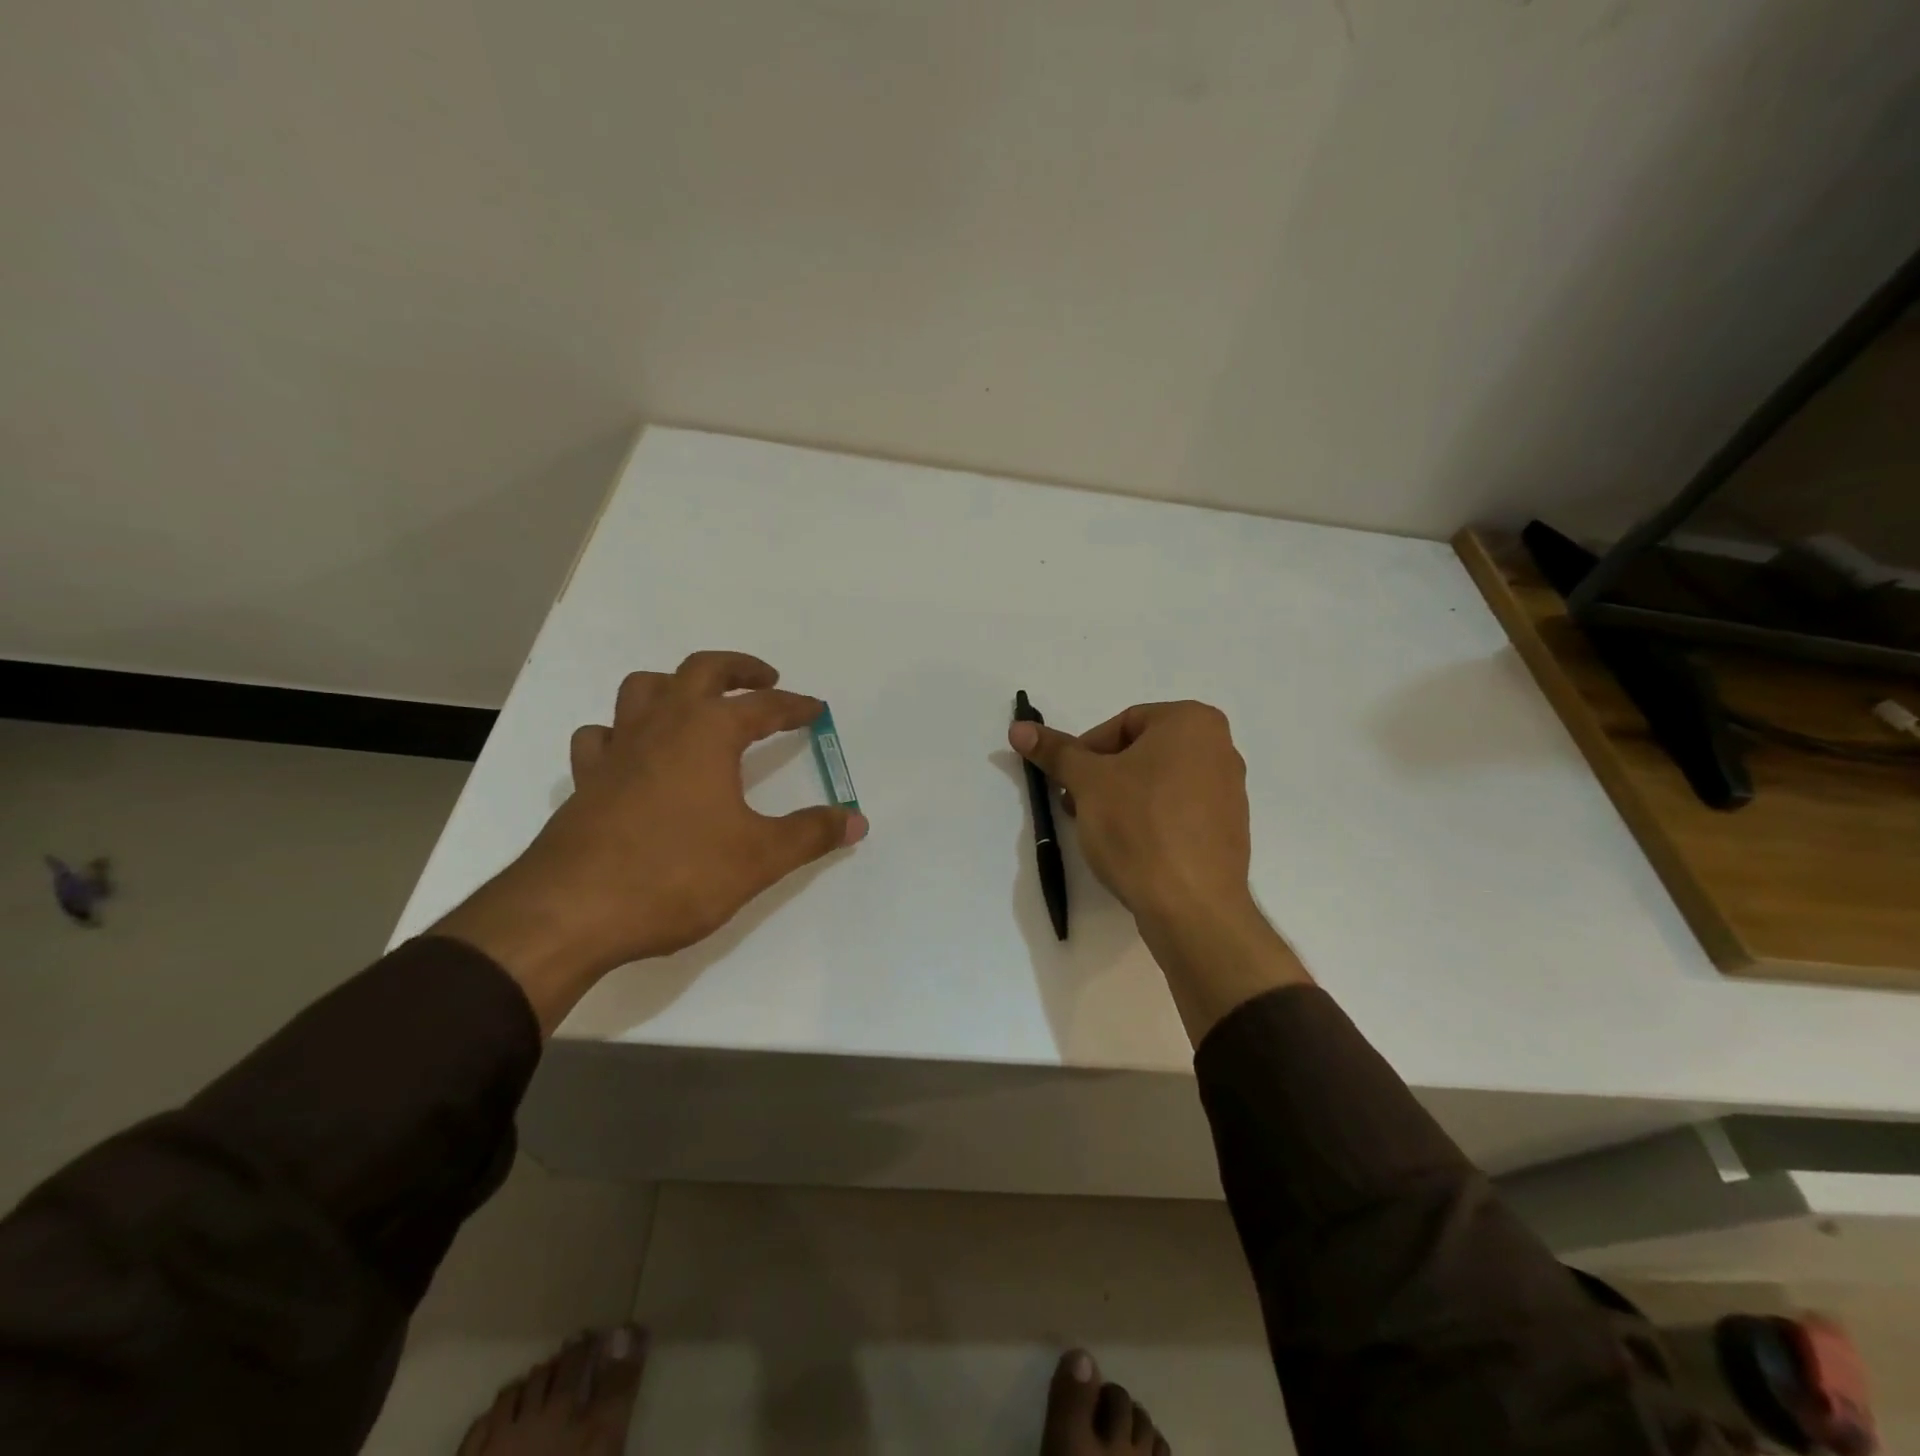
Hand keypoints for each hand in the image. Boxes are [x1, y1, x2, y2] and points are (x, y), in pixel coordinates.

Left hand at [437, 651, 867, 1032]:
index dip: (795, 706)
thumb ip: (811, 834)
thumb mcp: (759, 858)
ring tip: (697, 704)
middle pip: (700, 670)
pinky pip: (602, 736)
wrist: (570, 913)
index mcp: (707, 733)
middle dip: (738, 669)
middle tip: (765, 678)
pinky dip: (622, 732)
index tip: (816, 710)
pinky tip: (633, 754)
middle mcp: (661, 726)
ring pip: (642, 690)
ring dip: (675, 685)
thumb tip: (857, 820)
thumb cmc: (676, 875)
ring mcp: (617, 750)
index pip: (763, 706)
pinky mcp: (585, 781)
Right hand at [1008, 701, 1251, 927]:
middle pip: (1142, 752)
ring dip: (1123, 799)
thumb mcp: (1088, 783)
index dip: (1087, 752)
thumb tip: (1019, 728)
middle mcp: (1221, 748)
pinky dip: (1151, 821)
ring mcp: (1230, 791)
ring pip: (1159, 783)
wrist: (1191, 906)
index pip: (1123, 723)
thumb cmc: (1139, 827)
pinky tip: (1132, 849)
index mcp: (1193, 722)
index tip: (1069, 783)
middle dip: (1103, 777)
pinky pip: (1179, 812)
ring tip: (1101, 831)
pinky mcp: (1228, 830)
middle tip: (1078, 806)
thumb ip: (1056, 751)